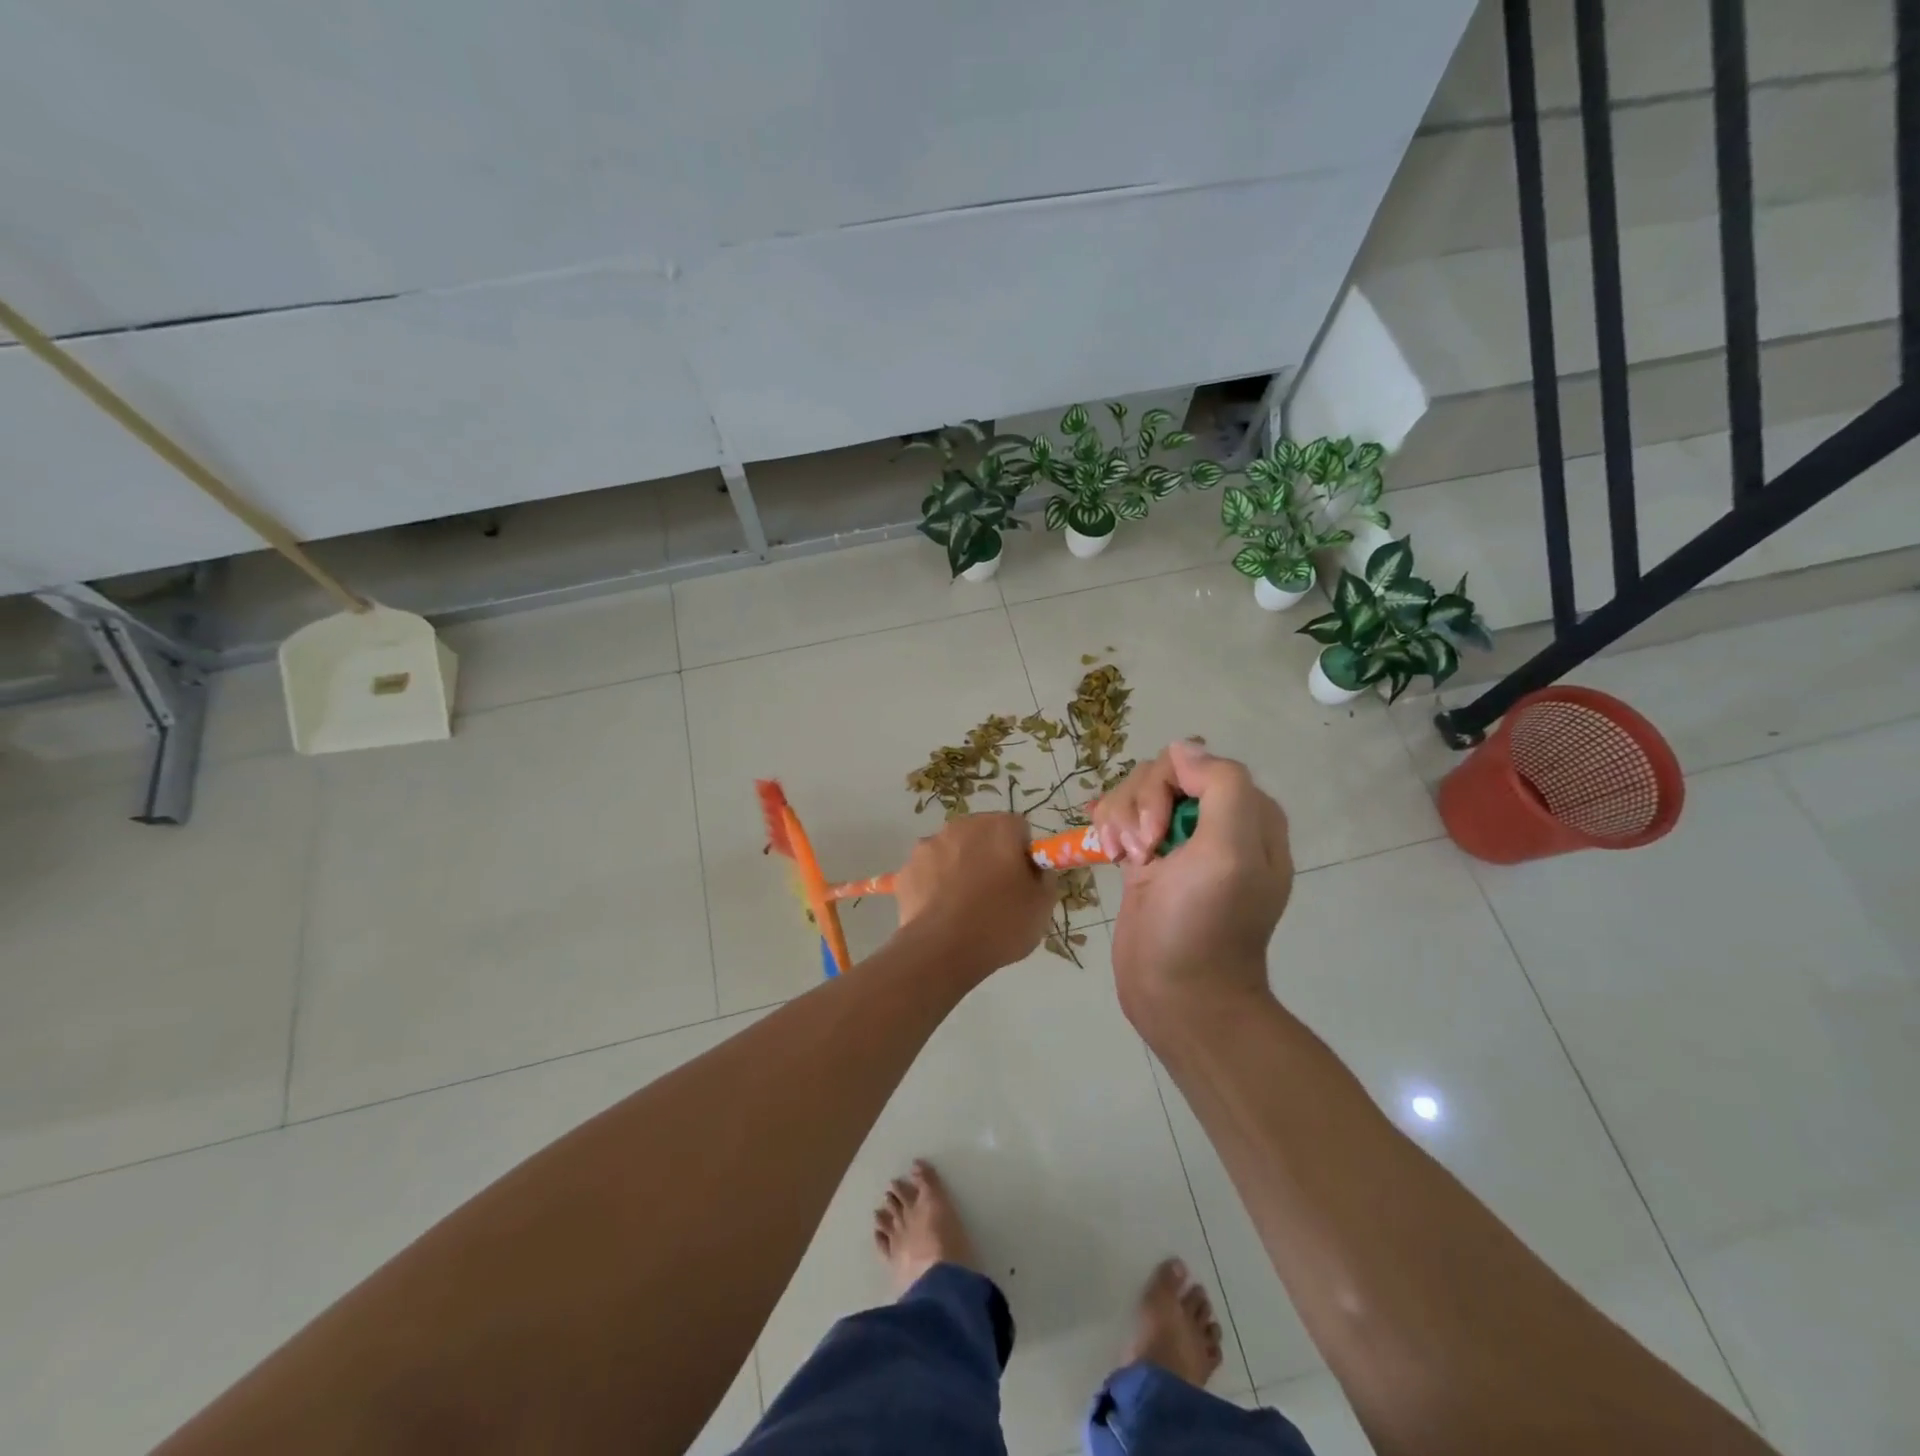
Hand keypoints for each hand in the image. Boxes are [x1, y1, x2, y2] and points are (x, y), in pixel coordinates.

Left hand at [893, 812, 1055, 979]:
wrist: (942, 950)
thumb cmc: (1000, 924)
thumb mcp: (1042, 906)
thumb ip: (1044, 877)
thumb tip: (1035, 869)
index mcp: (1000, 827)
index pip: (1019, 829)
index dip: (1023, 854)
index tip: (1022, 881)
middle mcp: (963, 825)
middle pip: (983, 835)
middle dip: (989, 856)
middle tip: (995, 894)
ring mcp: (930, 845)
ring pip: (953, 850)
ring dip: (959, 867)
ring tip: (964, 906)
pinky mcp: (907, 868)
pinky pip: (928, 871)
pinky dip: (934, 884)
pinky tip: (941, 911)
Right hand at [1092, 741, 1292, 1024]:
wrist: (1179, 995)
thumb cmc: (1206, 926)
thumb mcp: (1231, 852)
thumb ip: (1222, 786)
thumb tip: (1183, 749)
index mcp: (1249, 815)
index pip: (1198, 764)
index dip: (1167, 787)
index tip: (1157, 834)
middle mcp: (1217, 822)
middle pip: (1162, 775)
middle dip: (1139, 804)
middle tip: (1138, 851)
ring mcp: (1180, 841)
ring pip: (1138, 794)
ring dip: (1119, 817)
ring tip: (1121, 857)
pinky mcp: (1149, 859)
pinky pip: (1123, 818)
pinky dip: (1109, 826)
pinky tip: (1107, 851)